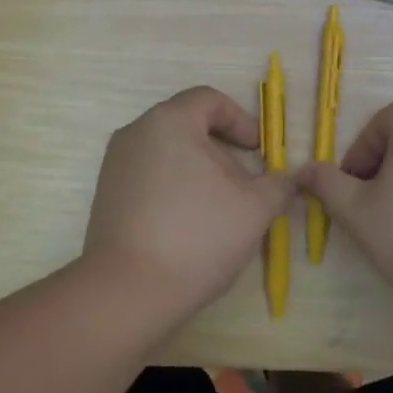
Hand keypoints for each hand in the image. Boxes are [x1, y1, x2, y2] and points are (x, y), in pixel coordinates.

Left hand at [81, 87, 298, 318]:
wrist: (127, 293)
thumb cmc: (197, 236)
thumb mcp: (255, 209)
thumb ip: (278, 185)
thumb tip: (286, 180)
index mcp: (169, 122)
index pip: (210, 100)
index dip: (241, 121)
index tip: (258, 152)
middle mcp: (136, 133)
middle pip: (189, 126)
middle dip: (223, 152)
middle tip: (244, 186)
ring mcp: (115, 165)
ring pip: (169, 154)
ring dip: (200, 173)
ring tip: (220, 210)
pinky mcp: (106, 196)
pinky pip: (149, 177)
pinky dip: (175, 189)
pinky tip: (189, 226)